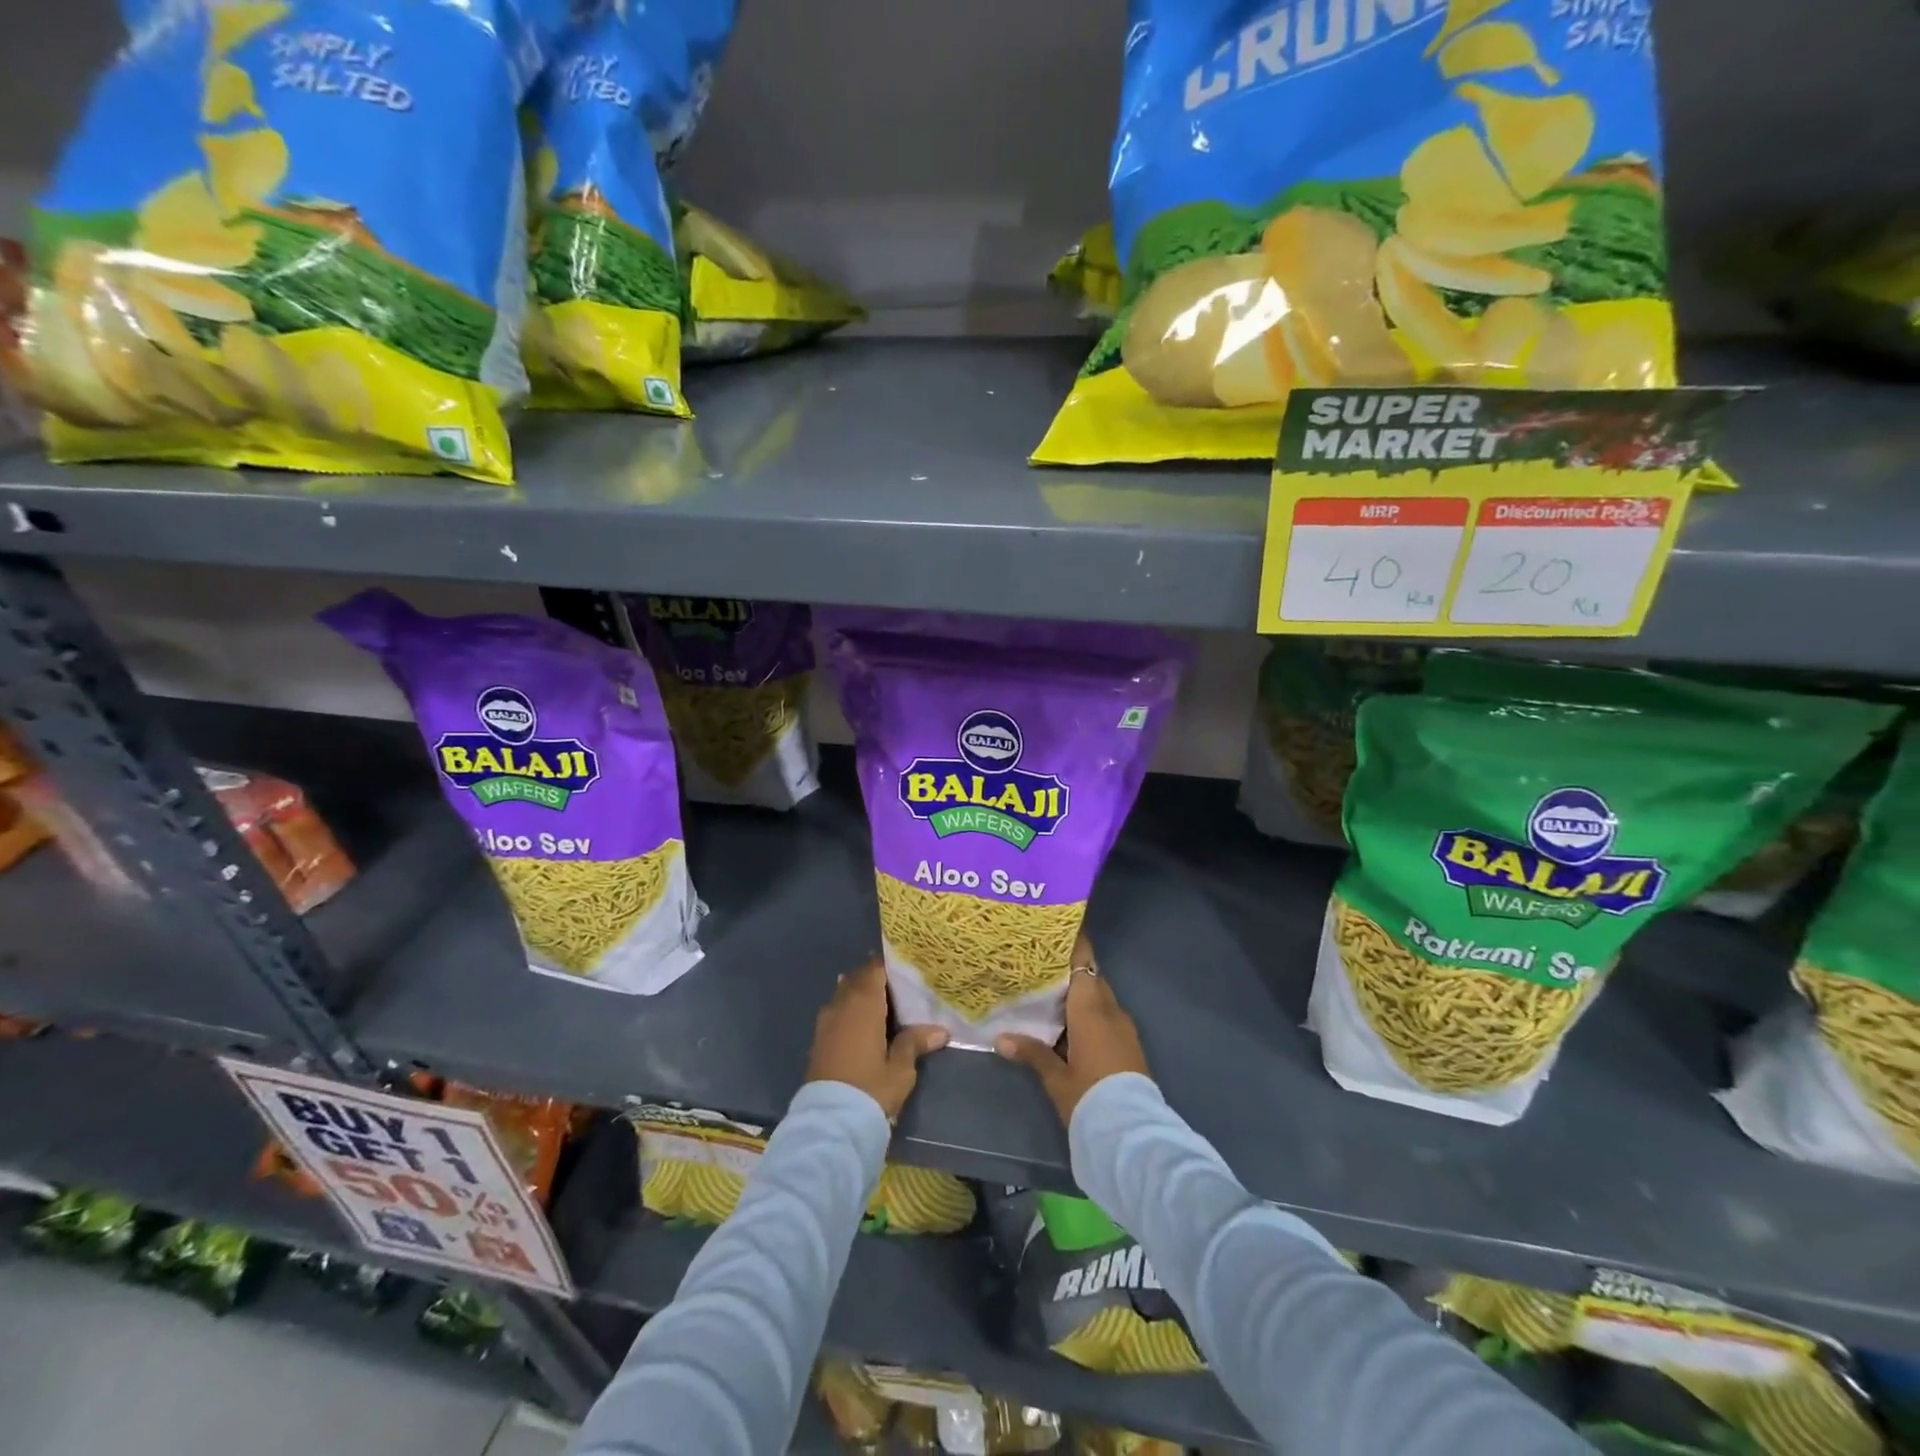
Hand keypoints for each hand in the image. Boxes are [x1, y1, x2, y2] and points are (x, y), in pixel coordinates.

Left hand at [805, 956, 948, 1121]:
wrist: (830, 1124)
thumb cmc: (870, 1089)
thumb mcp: (900, 1069)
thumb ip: (915, 1043)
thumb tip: (940, 1030)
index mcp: (863, 1003)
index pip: (875, 968)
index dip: (890, 964)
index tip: (907, 964)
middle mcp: (841, 1005)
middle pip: (858, 978)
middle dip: (877, 978)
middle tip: (901, 985)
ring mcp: (826, 1022)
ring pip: (845, 994)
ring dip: (862, 993)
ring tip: (885, 1003)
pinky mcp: (819, 1040)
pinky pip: (837, 1011)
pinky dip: (850, 1010)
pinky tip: (865, 1024)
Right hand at [995, 935, 1149, 1124]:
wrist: (1131, 1132)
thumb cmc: (1089, 1095)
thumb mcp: (1056, 1077)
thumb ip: (1031, 1053)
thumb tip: (1001, 1038)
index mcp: (1091, 1009)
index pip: (1083, 963)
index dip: (1073, 945)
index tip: (1057, 930)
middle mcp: (1111, 1011)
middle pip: (1091, 979)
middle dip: (1070, 971)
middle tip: (1042, 965)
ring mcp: (1123, 1028)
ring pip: (1100, 999)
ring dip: (1080, 995)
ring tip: (1051, 994)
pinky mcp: (1128, 1045)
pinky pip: (1106, 1016)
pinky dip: (1089, 1013)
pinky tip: (1070, 1025)